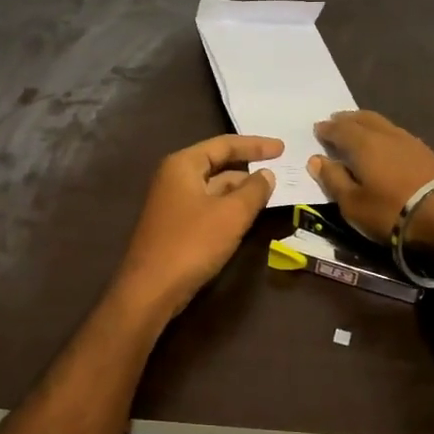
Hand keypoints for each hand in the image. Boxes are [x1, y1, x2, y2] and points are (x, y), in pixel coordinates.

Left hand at [109, 135, 282, 319]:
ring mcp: (173, 203)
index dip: (255, 145)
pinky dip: (229, 207)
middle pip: (217, 164)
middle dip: (249, 168)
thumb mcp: (231, 215)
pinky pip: (208, 207)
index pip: (224, 144)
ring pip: (214, 188)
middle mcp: (174, 177)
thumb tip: (267, 174)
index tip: (283, 148)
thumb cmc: (191, 244)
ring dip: (241, 190)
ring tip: (272, 193)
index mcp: (183, 165)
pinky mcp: (175, 226)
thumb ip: (254, 191)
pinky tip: (248, 216)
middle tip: (281, 170)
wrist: (151, 289)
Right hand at [308, 111, 433, 245]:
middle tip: (336, 120)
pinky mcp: (428, 152)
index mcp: (363, 144)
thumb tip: (316, 159)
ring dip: (367, 123)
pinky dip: (384, 133)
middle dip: (347, 119)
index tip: (318, 128)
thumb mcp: (353, 204)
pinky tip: (386, 143)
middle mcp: (385, 135)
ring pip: (383, 124)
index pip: (340, 129)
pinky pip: (397, 134)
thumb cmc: (392, 210)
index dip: (327, 129)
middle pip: (363, 119)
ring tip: (359, 128)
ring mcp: (410, 141)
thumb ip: (333, 180)